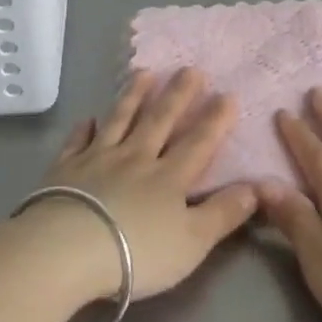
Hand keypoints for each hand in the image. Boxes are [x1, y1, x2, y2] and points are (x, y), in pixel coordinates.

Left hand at [15, 67, 258, 304]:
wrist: (67, 251)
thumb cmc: (137, 252)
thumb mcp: (192, 242)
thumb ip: (223, 214)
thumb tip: (255, 188)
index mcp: (169, 177)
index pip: (198, 142)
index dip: (215, 119)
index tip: (227, 94)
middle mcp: (136, 158)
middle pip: (160, 120)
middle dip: (178, 94)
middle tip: (189, 69)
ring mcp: (98, 159)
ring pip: (120, 120)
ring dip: (134, 96)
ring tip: (144, 73)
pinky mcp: (65, 169)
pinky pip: (78, 142)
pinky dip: (84, 129)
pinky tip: (88, 119)